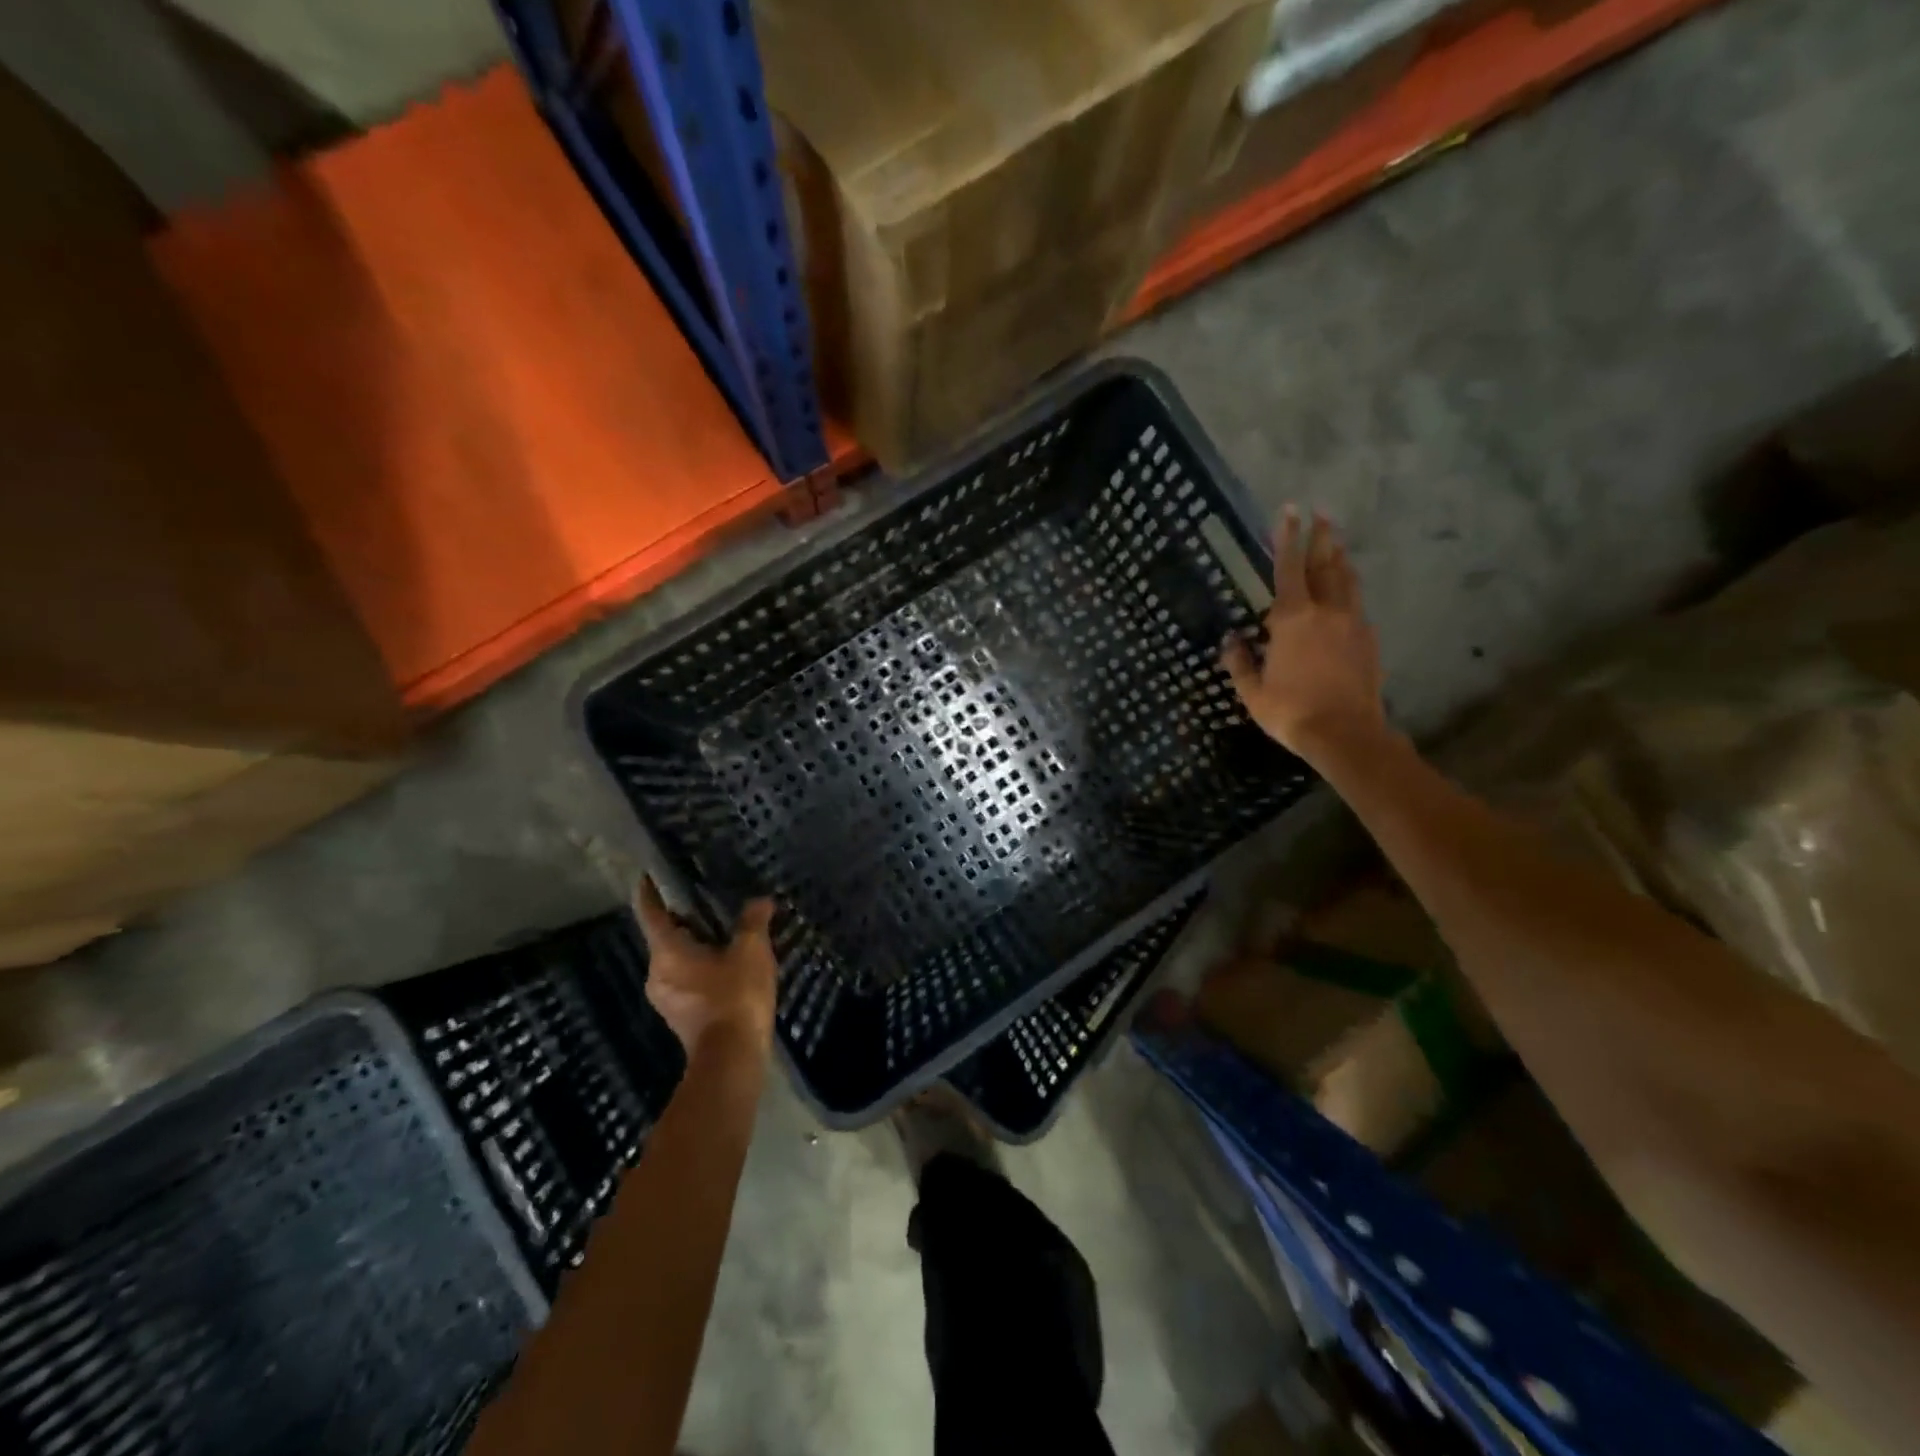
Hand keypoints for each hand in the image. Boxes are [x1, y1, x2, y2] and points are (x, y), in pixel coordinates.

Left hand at [634, 879, 778, 1056]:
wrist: (732, 1058)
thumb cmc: (735, 996)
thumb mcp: (751, 951)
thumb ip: (753, 921)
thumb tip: (760, 901)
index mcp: (666, 951)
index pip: (650, 912)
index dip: (650, 890)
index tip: (652, 873)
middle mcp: (656, 972)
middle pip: (663, 935)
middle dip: (683, 917)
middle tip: (706, 897)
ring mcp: (665, 997)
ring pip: (675, 958)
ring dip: (694, 943)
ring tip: (722, 929)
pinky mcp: (679, 1014)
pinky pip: (685, 977)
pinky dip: (700, 964)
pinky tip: (726, 961)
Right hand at [1222, 506, 1386, 762]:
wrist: (1345, 734)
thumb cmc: (1290, 711)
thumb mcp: (1252, 691)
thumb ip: (1240, 661)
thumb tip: (1231, 641)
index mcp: (1292, 619)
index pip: (1288, 568)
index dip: (1287, 537)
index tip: (1289, 510)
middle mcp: (1325, 611)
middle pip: (1325, 564)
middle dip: (1321, 536)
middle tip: (1321, 512)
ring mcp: (1352, 623)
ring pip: (1347, 580)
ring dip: (1340, 557)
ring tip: (1336, 541)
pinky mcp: (1368, 640)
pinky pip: (1356, 604)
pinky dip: (1349, 588)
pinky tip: (1346, 592)